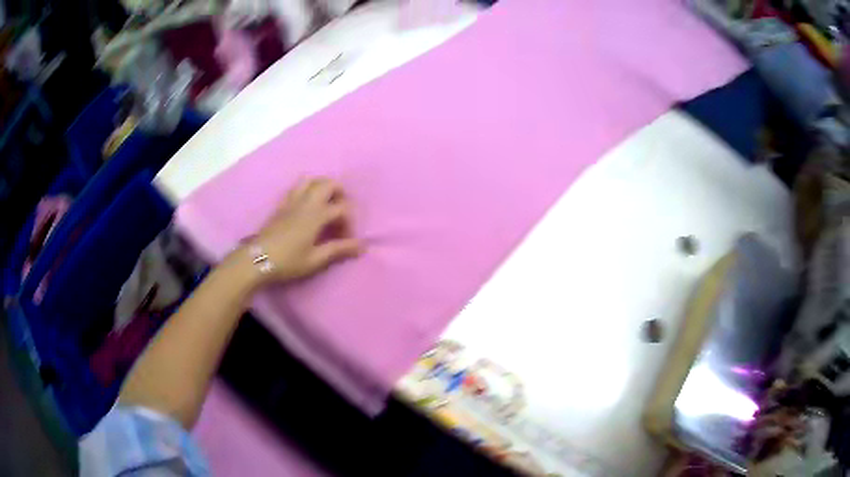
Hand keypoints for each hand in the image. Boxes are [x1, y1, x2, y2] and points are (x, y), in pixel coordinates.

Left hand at [249, 178, 361, 283]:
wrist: (257, 259)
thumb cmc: (288, 261)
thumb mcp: (315, 259)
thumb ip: (338, 250)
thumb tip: (362, 246)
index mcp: (317, 215)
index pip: (342, 208)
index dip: (349, 222)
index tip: (347, 239)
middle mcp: (306, 202)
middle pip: (329, 183)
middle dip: (340, 194)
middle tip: (341, 211)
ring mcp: (292, 201)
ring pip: (311, 180)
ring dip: (322, 187)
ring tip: (326, 204)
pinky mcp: (282, 204)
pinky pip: (297, 187)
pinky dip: (307, 190)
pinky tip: (307, 206)